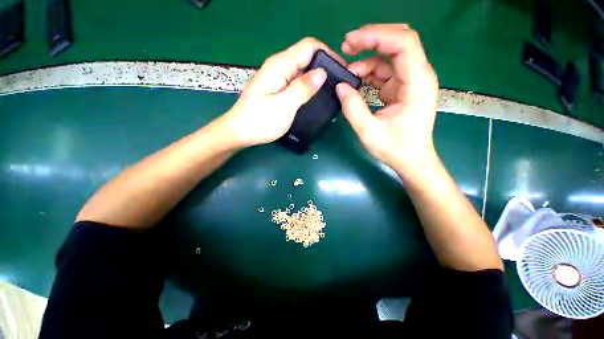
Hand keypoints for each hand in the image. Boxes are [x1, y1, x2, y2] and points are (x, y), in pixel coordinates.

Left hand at [222, 38, 345, 147]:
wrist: (240, 132)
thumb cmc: (260, 121)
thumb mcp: (284, 106)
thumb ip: (302, 88)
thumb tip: (321, 73)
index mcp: (280, 65)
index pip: (309, 46)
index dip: (327, 54)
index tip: (341, 70)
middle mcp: (278, 67)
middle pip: (306, 57)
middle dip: (324, 67)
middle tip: (337, 85)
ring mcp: (277, 78)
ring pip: (302, 70)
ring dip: (316, 78)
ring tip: (330, 92)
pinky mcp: (276, 88)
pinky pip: (296, 81)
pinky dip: (307, 86)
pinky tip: (314, 97)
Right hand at [335, 24, 438, 170]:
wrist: (411, 160)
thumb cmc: (395, 149)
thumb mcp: (369, 131)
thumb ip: (353, 108)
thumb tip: (340, 87)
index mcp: (417, 84)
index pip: (403, 44)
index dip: (376, 36)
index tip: (350, 42)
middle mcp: (418, 76)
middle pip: (398, 43)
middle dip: (371, 40)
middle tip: (346, 46)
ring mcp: (409, 81)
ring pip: (388, 58)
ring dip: (366, 60)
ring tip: (345, 72)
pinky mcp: (401, 89)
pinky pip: (384, 73)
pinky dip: (368, 74)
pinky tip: (355, 82)